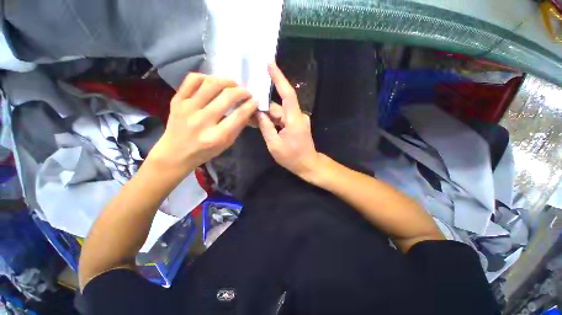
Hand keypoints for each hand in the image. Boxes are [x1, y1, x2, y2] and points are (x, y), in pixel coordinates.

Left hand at [147, 73, 257, 174]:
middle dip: (242, 92)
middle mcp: (202, 120)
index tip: (255, 101)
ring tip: (233, 85)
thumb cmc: (205, 151)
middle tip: (246, 93)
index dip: (251, 105)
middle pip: (227, 96)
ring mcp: (187, 108)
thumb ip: (238, 126)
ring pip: (211, 84)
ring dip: (227, 81)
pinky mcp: (176, 100)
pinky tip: (213, 82)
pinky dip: (206, 77)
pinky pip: (192, 79)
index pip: (239, 115)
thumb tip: (249, 109)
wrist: (175, 153)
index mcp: (217, 136)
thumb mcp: (226, 144)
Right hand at [258, 63, 319, 178]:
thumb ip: (266, 127)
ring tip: (251, 117)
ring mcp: (297, 120)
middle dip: (263, 107)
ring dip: (266, 115)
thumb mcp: (274, 144)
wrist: (308, 165)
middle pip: (278, 107)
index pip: (287, 94)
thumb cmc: (292, 157)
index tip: (270, 64)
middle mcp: (297, 116)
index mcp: (294, 119)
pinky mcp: (296, 124)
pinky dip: (272, 120)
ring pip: (279, 113)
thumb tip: (258, 113)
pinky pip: (282, 119)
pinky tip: (261, 123)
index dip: (279, 78)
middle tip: (247, 105)